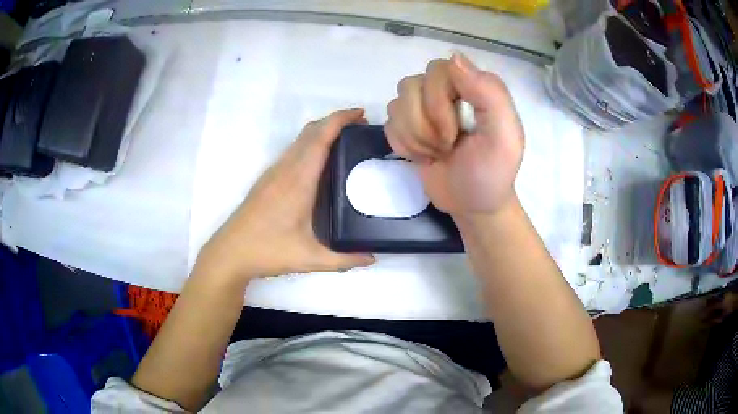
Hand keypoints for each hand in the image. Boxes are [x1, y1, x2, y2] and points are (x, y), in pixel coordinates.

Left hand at [195, 109, 374, 282]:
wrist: (231, 252)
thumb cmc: (268, 251)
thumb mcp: (310, 259)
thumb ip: (344, 260)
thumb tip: (372, 258)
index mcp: (299, 181)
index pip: (320, 138)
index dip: (340, 119)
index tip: (360, 114)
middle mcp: (286, 169)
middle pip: (311, 131)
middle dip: (336, 121)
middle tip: (360, 126)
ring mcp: (274, 172)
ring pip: (300, 139)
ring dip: (322, 130)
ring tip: (346, 139)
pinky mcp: (268, 179)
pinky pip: (293, 150)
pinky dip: (311, 143)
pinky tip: (321, 161)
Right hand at [384, 53, 524, 214]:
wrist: (472, 206)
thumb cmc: (492, 173)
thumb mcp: (503, 137)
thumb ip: (489, 94)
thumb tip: (454, 57)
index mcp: (473, 85)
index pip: (438, 71)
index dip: (438, 103)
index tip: (455, 134)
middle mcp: (446, 89)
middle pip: (411, 85)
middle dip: (426, 125)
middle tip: (447, 147)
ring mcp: (424, 107)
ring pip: (396, 104)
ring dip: (415, 137)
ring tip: (437, 153)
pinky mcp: (408, 126)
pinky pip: (389, 123)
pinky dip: (404, 145)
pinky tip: (424, 157)